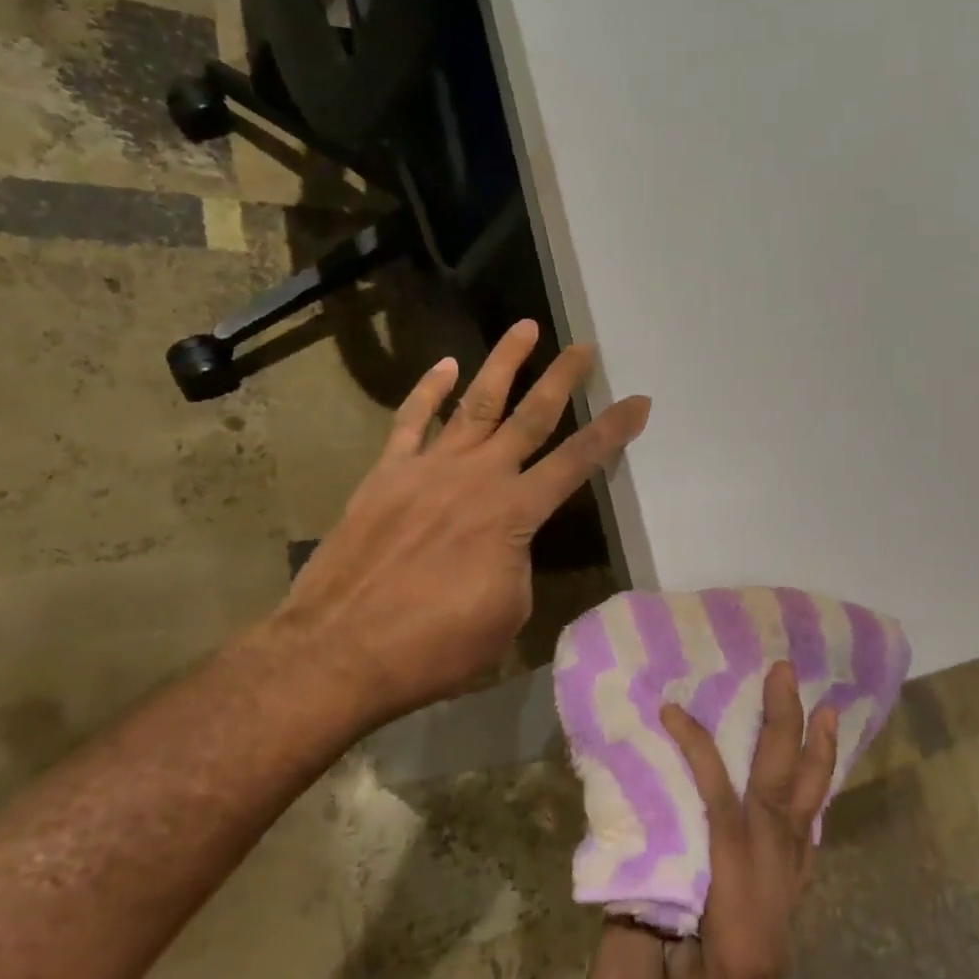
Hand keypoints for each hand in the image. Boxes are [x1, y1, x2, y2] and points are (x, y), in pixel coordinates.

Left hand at [272, 320, 650, 731]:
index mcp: (514, 514)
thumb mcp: (506, 613)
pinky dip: (428, 390)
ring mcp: (428, 469)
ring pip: (474, 403)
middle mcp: (478, 477)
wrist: (341, 650)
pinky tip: (444, 366)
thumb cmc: (435, 646)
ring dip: (504, 364)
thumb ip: (516, 564)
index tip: (637, 402)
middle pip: (530, 416)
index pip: (576, 463)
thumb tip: (505, 543)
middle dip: (562, 379)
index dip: (612, 432)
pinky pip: (410, 421)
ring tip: (525, 328)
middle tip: (583, 347)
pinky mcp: (386, 474)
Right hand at [578, 664, 838, 978]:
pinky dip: (805, 805)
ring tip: (823, 711)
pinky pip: (797, 852)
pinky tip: (807, 782)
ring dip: (811, 765)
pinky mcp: (771, 931)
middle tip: (789, 676)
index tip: (673, 711)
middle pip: (783, 809)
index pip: (727, 821)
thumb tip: (648, 837)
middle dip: (786, 736)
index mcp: (737, 932)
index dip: (702, 758)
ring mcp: (780, 925)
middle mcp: (774, 918)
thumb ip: (638, 908)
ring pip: (803, 828)